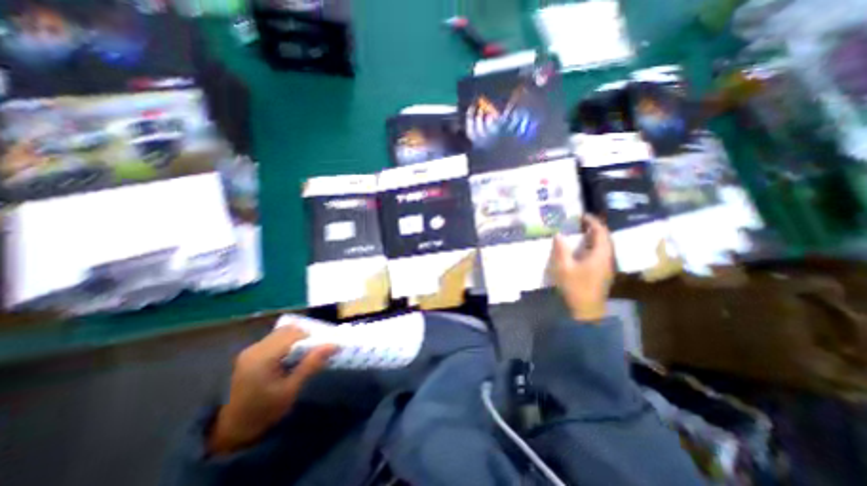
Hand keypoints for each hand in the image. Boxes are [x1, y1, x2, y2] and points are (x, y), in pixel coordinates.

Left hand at [208, 322, 336, 455]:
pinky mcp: (250, 353)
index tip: (323, 347)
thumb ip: (311, 364)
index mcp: (263, 358)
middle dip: (304, 336)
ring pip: (281, 332)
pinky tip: (290, 357)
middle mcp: (255, 349)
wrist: (232, 430)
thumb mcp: (291, 389)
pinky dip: (287, 342)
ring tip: (303, 354)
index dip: (312, 337)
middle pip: (287, 330)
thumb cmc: (265, 412)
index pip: (294, 334)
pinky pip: (274, 338)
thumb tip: (333, 345)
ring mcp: (250, 350)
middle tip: (314, 350)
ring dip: (296, 338)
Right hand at [551, 212, 611, 319]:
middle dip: (594, 227)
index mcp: (600, 255)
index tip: (583, 215)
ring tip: (580, 232)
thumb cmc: (575, 288)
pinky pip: (600, 253)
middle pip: (605, 238)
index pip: (601, 232)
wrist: (587, 310)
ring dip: (594, 237)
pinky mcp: (602, 273)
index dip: (593, 222)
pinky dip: (592, 246)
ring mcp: (606, 266)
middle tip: (580, 222)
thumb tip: (558, 234)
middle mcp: (607, 258)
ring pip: (603, 246)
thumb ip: (561, 250)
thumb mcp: (563, 268)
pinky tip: (581, 248)